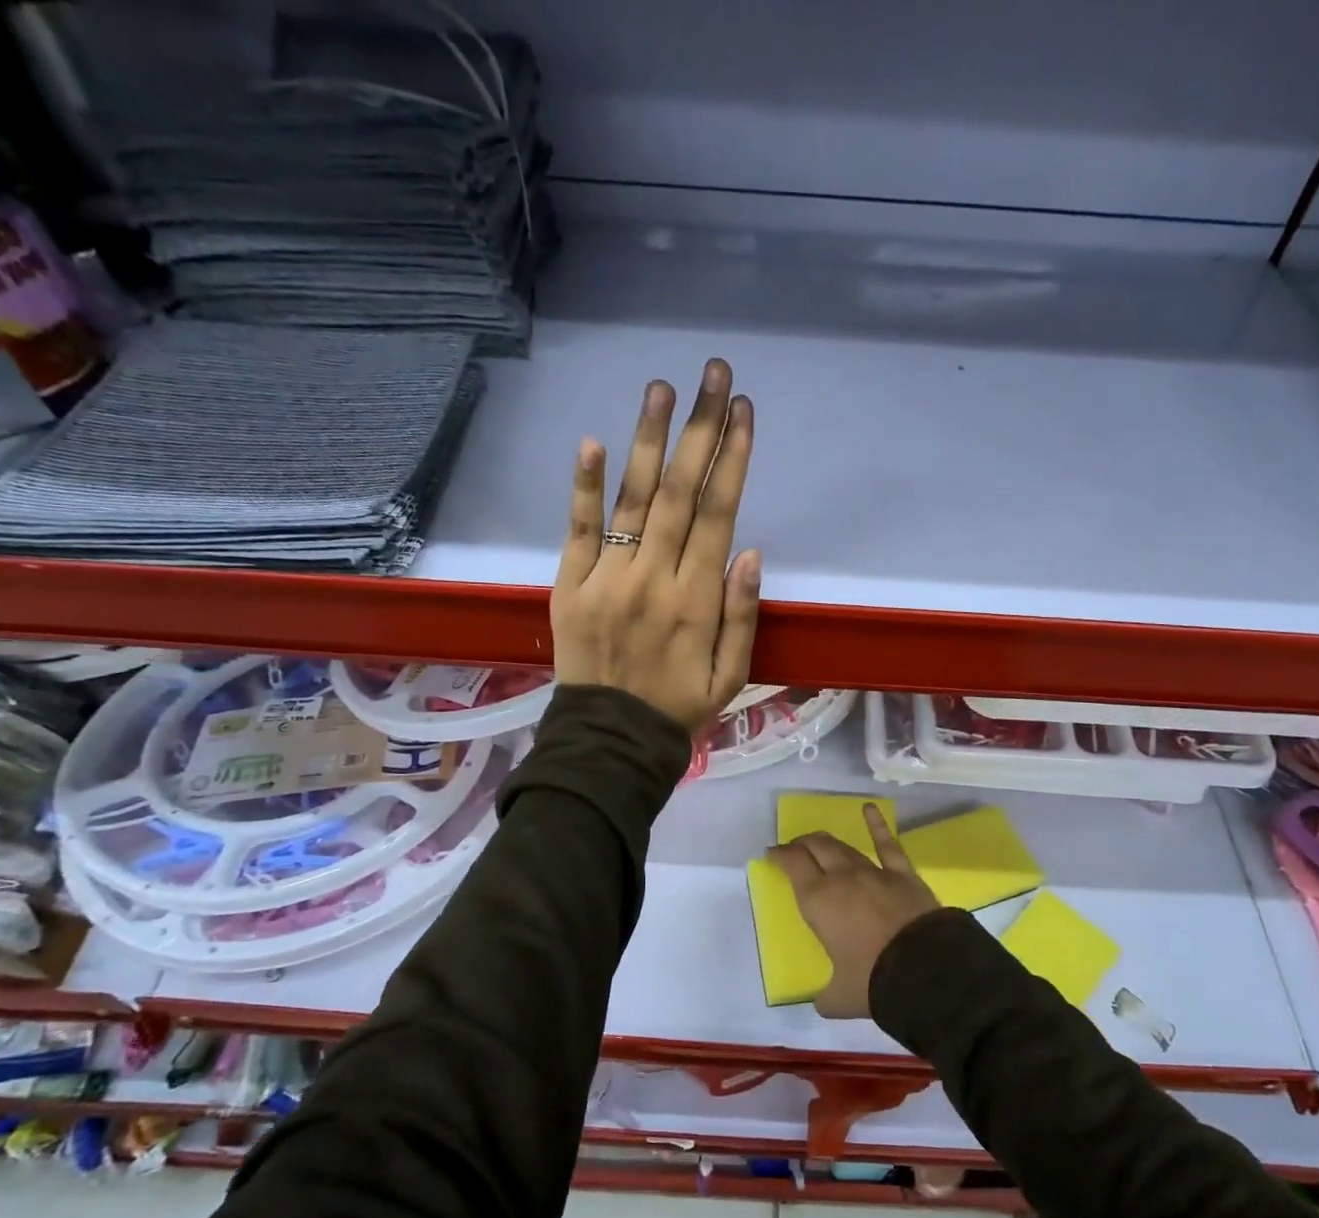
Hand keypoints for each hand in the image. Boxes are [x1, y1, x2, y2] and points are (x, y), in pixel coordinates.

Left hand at [551, 358, 760, 734]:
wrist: (611, 741)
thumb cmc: (678, 709)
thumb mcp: (731, 676)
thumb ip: (742, 615)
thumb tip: (750, 551)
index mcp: (697, 600)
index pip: (718, 514)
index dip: (732, 458)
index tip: (743, 411)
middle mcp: (653, 579)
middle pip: (680, 492)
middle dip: (699, 429)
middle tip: (713, 374)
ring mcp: (606, 579)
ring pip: (633, 500)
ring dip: (648, 440)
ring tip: (662, 387)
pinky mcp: (568, 586)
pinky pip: (578, 531)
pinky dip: (584, 487)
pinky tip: (592, 442)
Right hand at [765, 805, 939, 1018]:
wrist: (925, 969)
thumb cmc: (873, 981)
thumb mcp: (839, 997)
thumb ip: (825, 996)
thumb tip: (821, 1002)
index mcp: (818, 901)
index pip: (792, 865)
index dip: (780, 856)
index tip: (772, 854)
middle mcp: (841, 878)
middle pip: (816, 848)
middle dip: (801, 844)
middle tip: (794, 848)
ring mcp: (873, 872)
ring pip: (844, 847)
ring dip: (827, 841)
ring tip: (818, 840)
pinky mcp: (902, 874)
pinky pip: (887, 845)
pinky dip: (877, 825)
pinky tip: (870, 809)